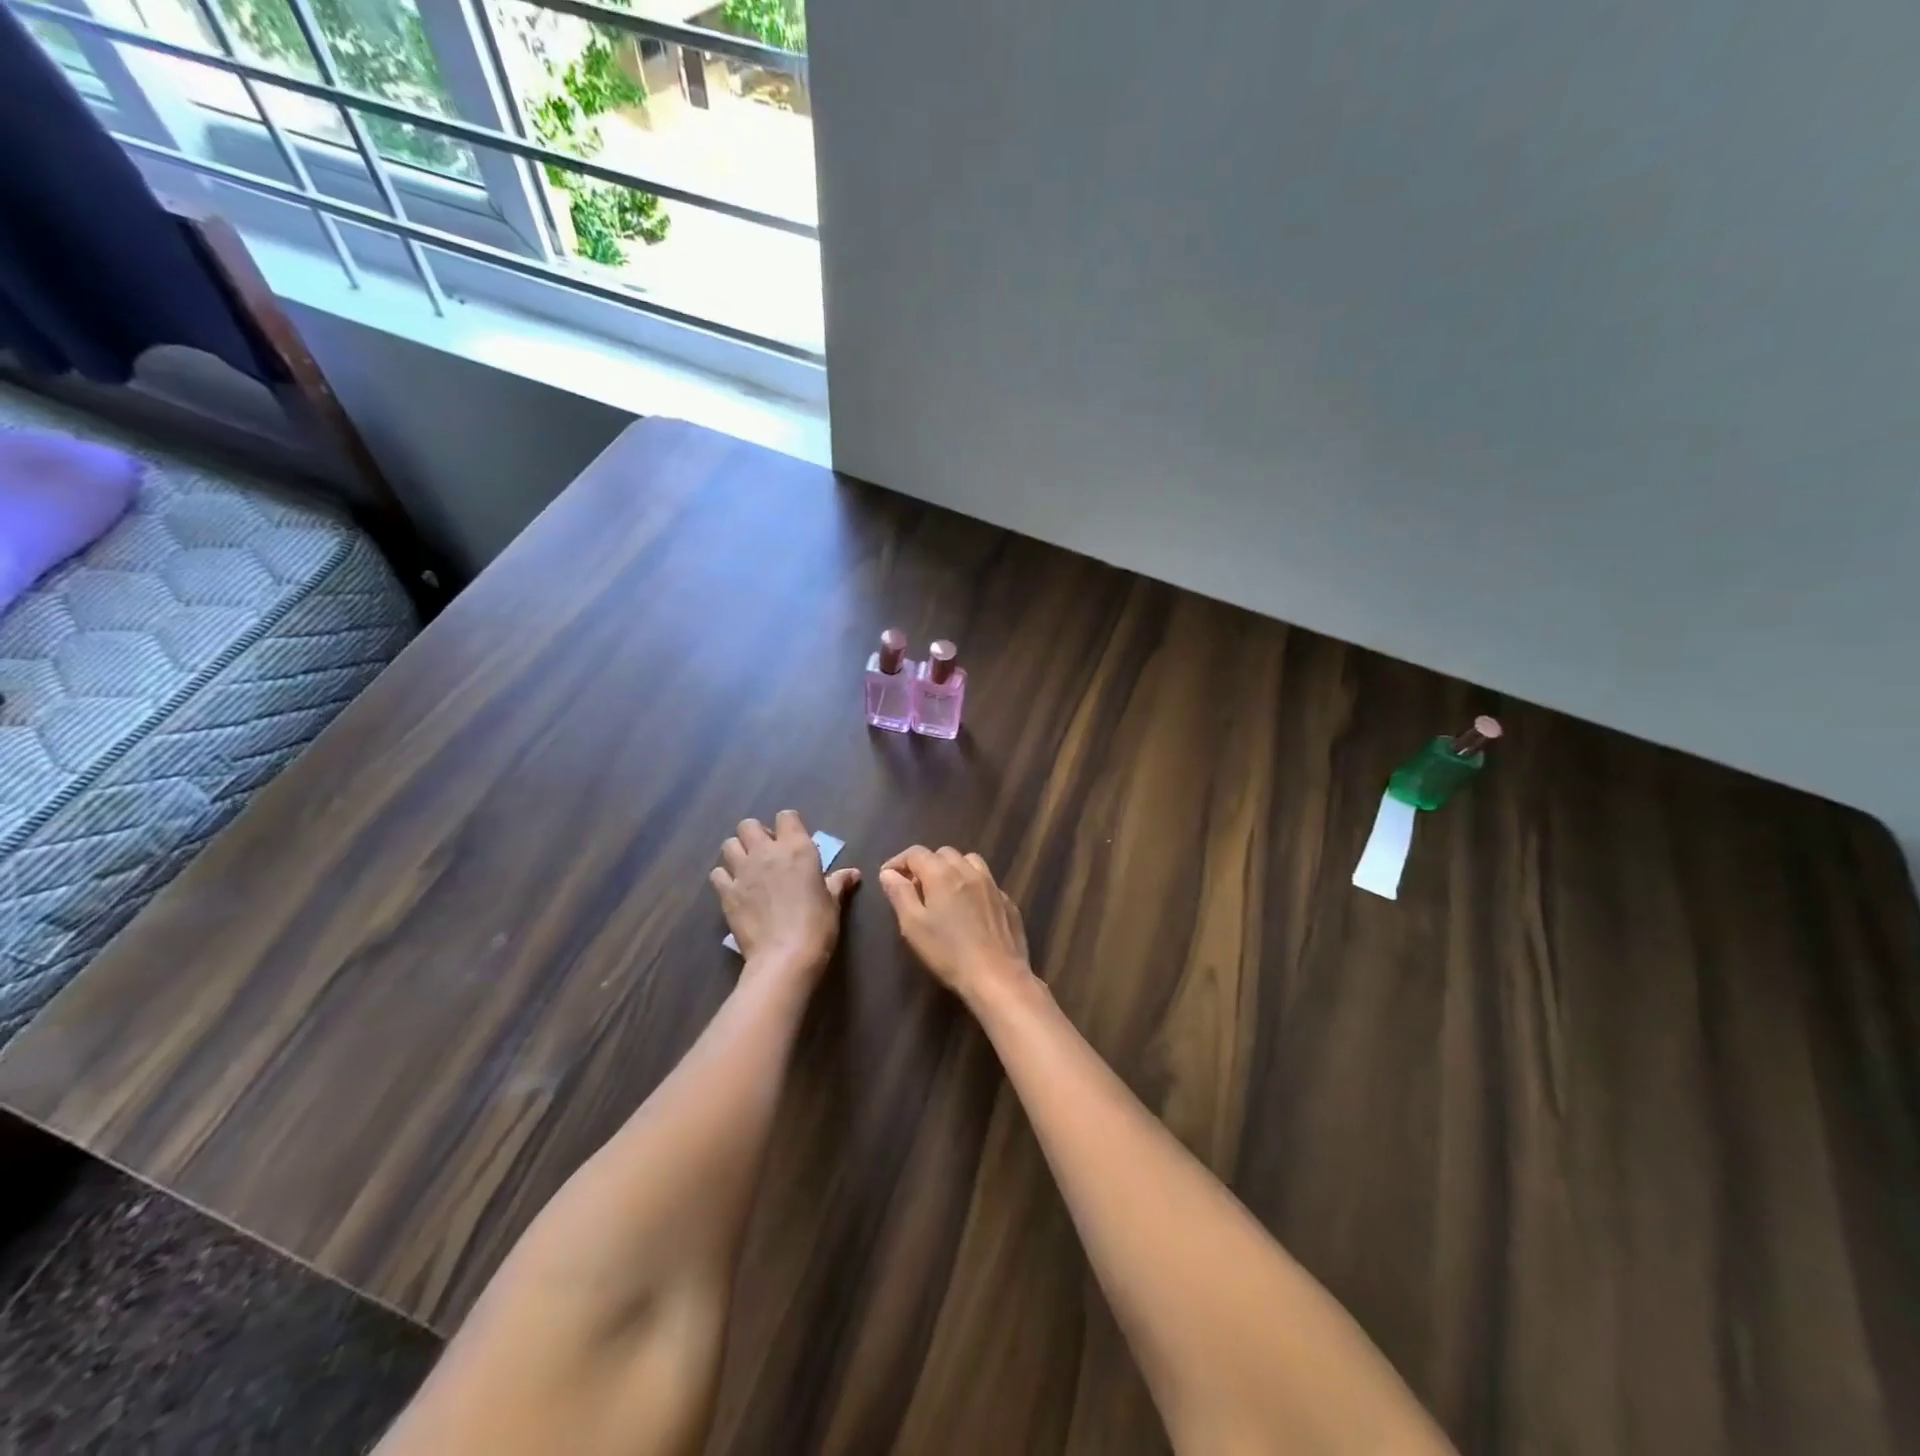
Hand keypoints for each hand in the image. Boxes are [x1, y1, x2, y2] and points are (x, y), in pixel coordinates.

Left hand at [711, 811, 859, 985]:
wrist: (785, 957)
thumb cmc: (817, 925)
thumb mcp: (833, 902)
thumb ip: (838, 882)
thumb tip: (853, 874)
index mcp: (797, 848)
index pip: (786, 816)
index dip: (788, 825)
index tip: (792, 840)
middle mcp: (766, 852)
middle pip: (748, 825)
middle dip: (755, 834)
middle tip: (766, 853)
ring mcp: (743, 872)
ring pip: (729, 844)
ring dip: (737, 852)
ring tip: (747, 868)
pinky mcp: (727, 893)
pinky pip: (717, 874)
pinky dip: (724, 877)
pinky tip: (734, 889)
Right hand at [877, 846, 1033, 1005]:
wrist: (997, 976)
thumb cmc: (948, 953)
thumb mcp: (913, 926)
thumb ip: (899, 894)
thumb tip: (889, 873)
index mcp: (942, 874)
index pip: (916, 853)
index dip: (898, 861)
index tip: (888, 877)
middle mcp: (969, 871)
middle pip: (943, 853)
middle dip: (925, 864)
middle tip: (915, 887)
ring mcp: (992, 885)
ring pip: (969, 862)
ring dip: (952, 869)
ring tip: (943, 891)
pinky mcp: (1007, 902)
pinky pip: (986, 882)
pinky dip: (972, 885)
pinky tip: (970, 908)